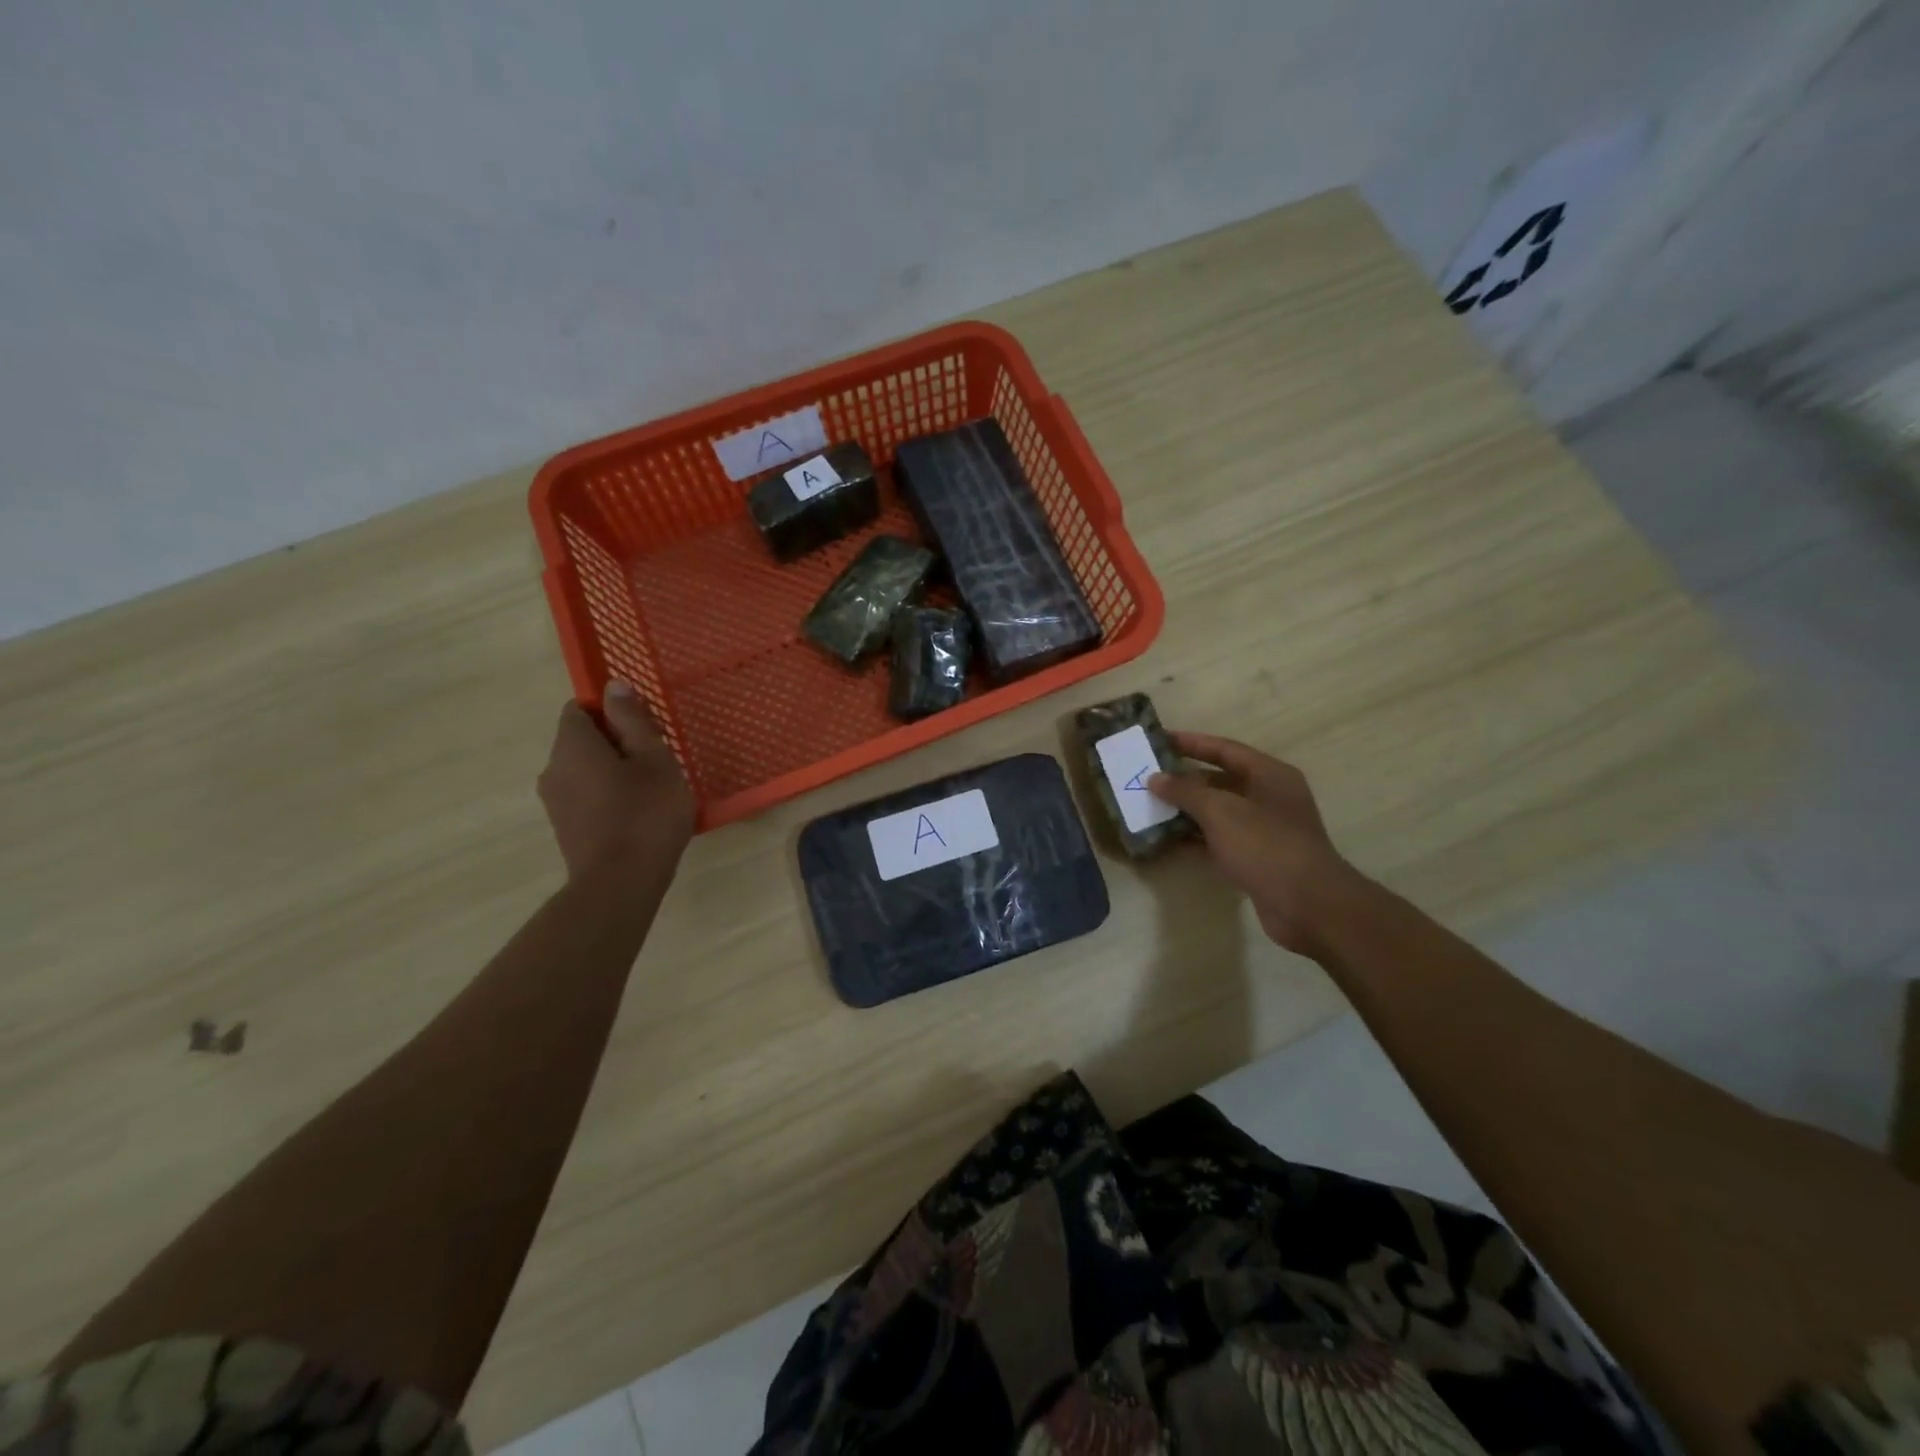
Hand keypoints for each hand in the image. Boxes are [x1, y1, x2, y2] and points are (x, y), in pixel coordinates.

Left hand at [537, 682, 694, 878]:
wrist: (620, 884)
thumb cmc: (645, 813)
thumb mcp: (653, 759)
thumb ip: (632, 720)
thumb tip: (612, 686)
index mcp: (572, 745)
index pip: (579, 708)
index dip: (611, 711)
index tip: (644, 729)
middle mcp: (552, 769)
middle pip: (582, 740)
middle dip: (617, 743)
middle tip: (657, 761)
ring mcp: (555, 802)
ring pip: (585, 770)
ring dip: (614, 772)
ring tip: (652, 791)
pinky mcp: (565, 828)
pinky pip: (586, 797)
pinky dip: (609, 797)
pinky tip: (639, 816)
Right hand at [1148, 733, 1368, 957]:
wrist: (1307, 905)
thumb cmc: (1265, 845)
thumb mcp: (1220, 811)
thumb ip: (1185, 791)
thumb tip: (1156, 778)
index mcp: (1269, 775)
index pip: (1224, 749)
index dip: (1191, 743)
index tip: (1159, 740)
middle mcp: (1269, 797)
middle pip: (1220, 780)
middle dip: (1184, 780)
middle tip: (1147, 778)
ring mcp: (1264, 830)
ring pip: (1218, 812)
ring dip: (1186, 811)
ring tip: (1150, 808)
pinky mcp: (1257, 859)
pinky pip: (1219, 840)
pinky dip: (1196, 838)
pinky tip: (1168, 840)